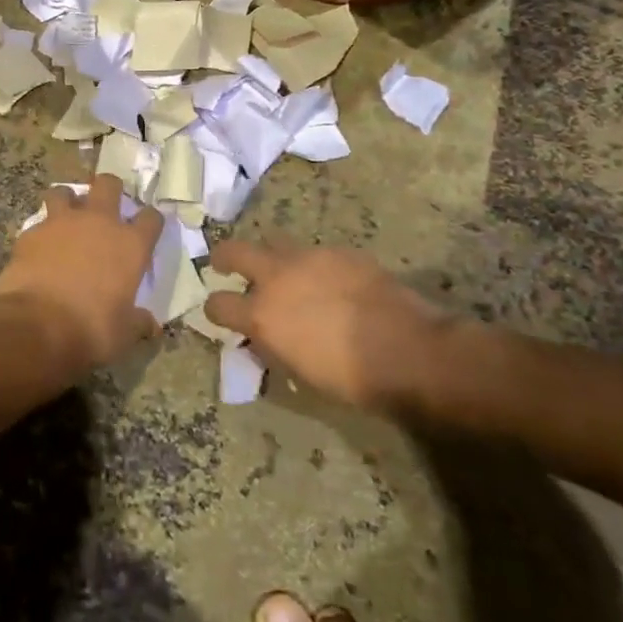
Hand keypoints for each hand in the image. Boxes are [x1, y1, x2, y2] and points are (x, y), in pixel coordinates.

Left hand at [0, 175, 160, 376]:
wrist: (37, 326)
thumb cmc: (91, 330)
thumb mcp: (124, 333)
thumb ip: (138, 322)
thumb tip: (150, 325)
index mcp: (130, 245)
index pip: (151, 218)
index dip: (151, 220)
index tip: (148, 227)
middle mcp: (99, 223)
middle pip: (108, 185)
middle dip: (109, 189)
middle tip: (106, 203)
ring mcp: (62, 223)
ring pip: (65, 191)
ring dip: (67, 200)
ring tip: (65, 216)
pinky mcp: (32, 232)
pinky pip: (39, 223)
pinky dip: (41, 232)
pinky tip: (39, 248)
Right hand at [204, 242, 476, 411]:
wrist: (408, 350)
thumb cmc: (351, 378)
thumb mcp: (300, 372)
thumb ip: (273, 347)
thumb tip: (263, 338)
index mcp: (262, 314)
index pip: (218, 304)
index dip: (214, 309)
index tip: (218, 312)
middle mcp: (277, 277)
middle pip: (235, 251)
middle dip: (224, 257)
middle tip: (223, 264)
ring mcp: (309, 257)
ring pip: (276, 243)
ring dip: (272, 257)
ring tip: (285, 273)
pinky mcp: (339, 251)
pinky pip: (315, 253)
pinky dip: (313, 265)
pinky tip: (332, 282)